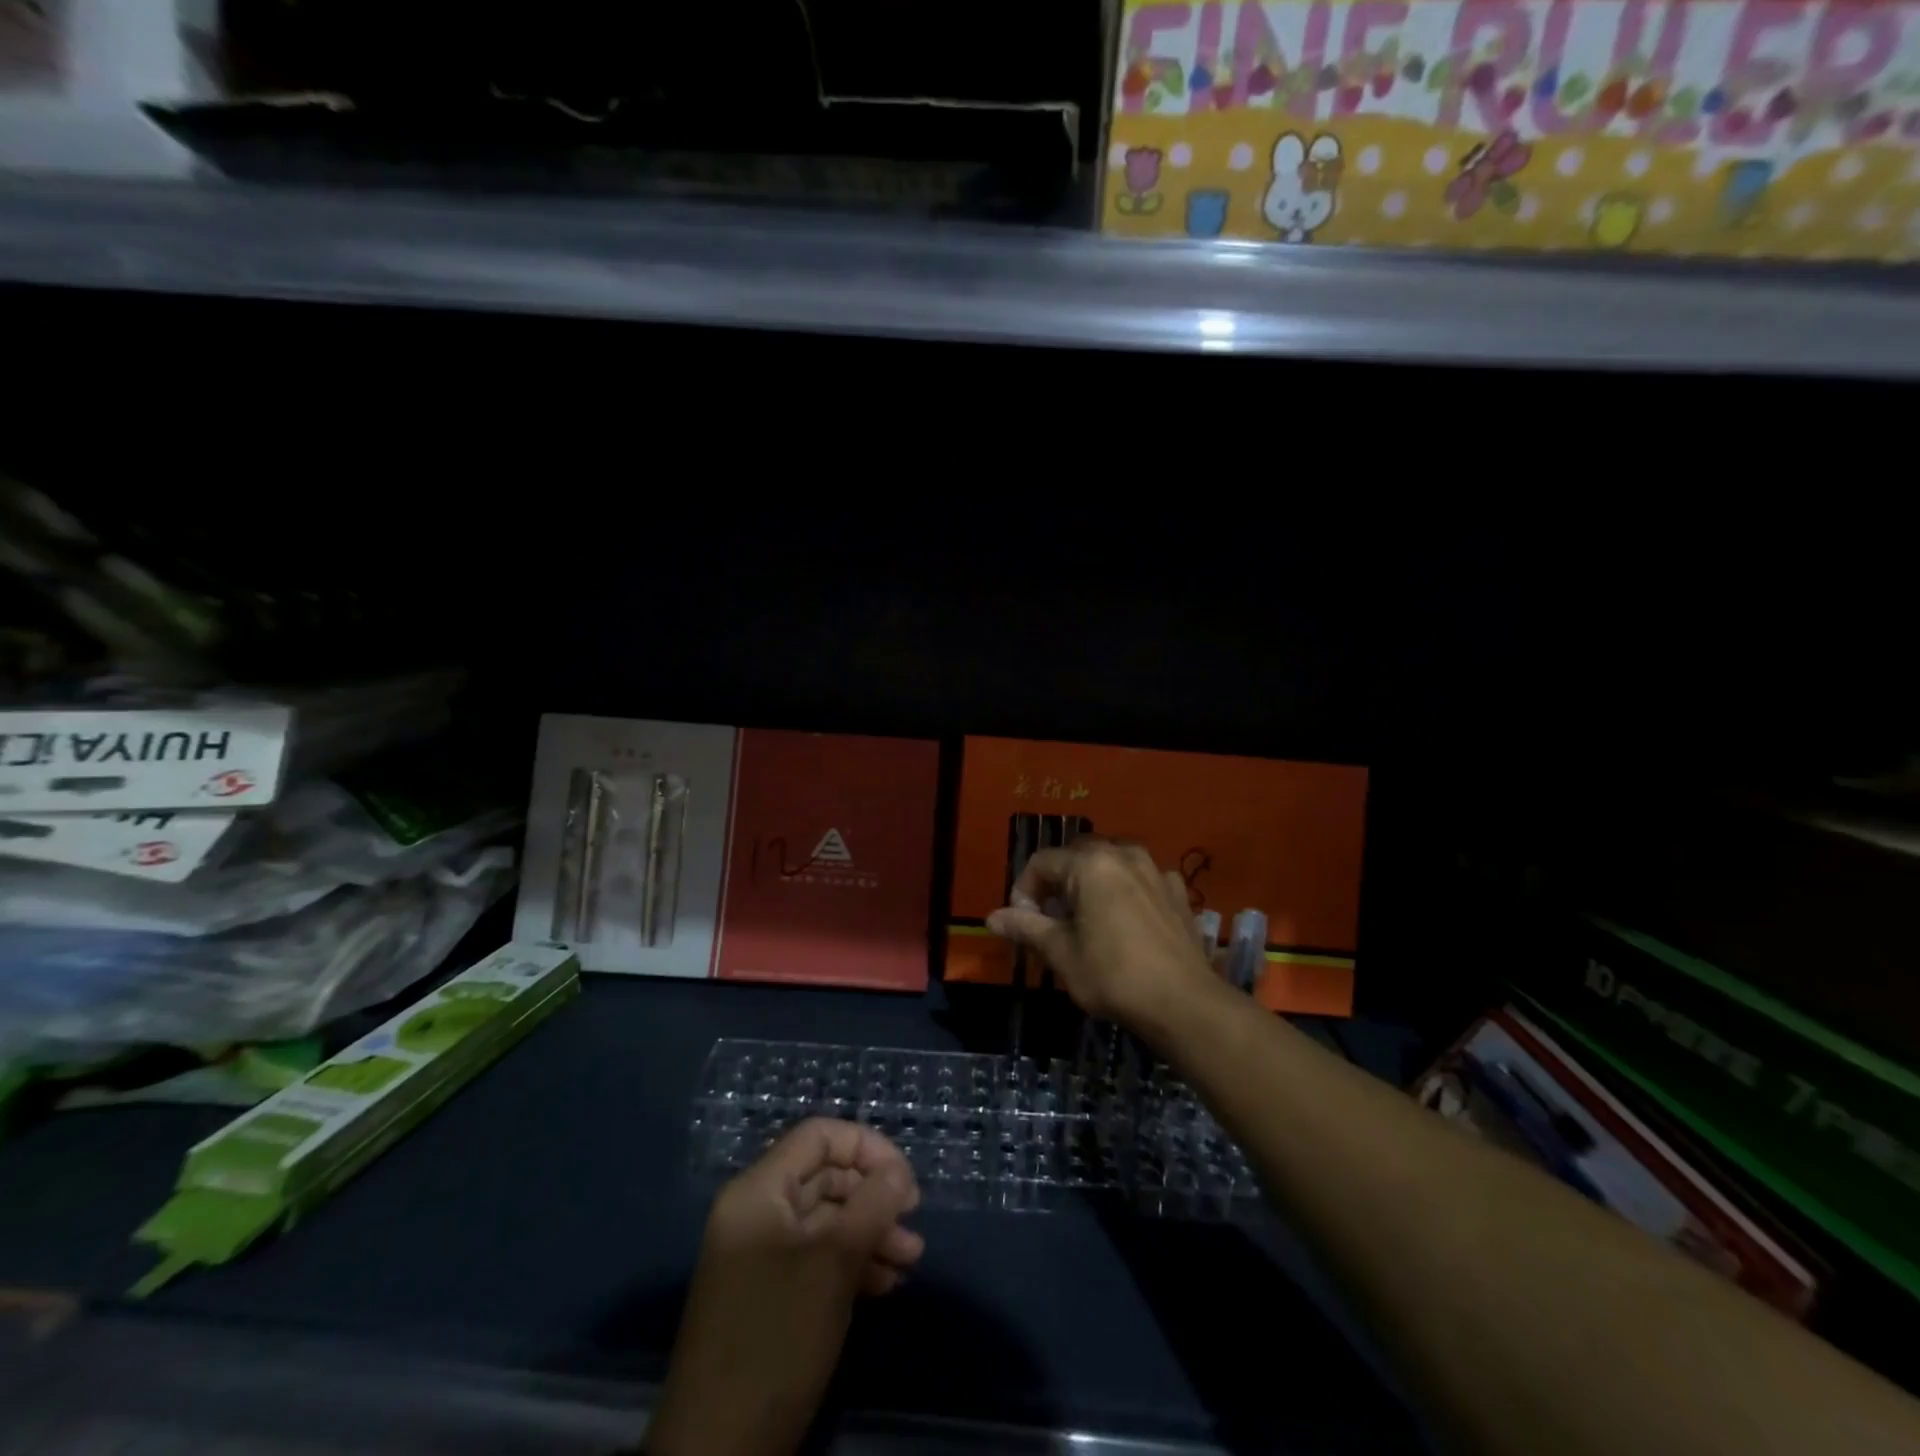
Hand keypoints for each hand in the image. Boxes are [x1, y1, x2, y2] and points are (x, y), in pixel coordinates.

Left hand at [647, 1119, 924, 1455]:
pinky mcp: (768, 1295)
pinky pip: (815, 1257)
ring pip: (825, 1220)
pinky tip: (885, 1285)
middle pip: (824, 1176)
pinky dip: (851, 1263)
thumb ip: (872, 1206)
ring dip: (870, 1232)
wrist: (717, 1452)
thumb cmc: (777, 1339)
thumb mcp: (833, 1265)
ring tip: (910, 1260)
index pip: (818, 1137)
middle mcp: (756, 1212)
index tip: (905, 1181)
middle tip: (913, 1222)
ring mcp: (760, 1256)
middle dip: (873, 1195)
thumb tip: (898, 1170)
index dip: (866, 1147)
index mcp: (758, 1191)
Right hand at [986, 838, 1217, 1032]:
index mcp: (1090, 863)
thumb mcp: (1061, 953)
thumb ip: (1026, 928)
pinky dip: (1126, 891)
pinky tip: (1126, 922)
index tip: (1023, 923)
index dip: (1024, 890)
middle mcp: (1124, 854)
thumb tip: (992, 917)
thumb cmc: (1114, 976)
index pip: (1041, 862)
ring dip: (1093, 883)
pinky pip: (1142, 879)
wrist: (1184, 1003)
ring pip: (1112, 863)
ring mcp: (1156, 870)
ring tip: (1087, 919)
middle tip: (1052, 920)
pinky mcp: (1178, 891)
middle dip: (1058, 882)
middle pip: (1077, 855)